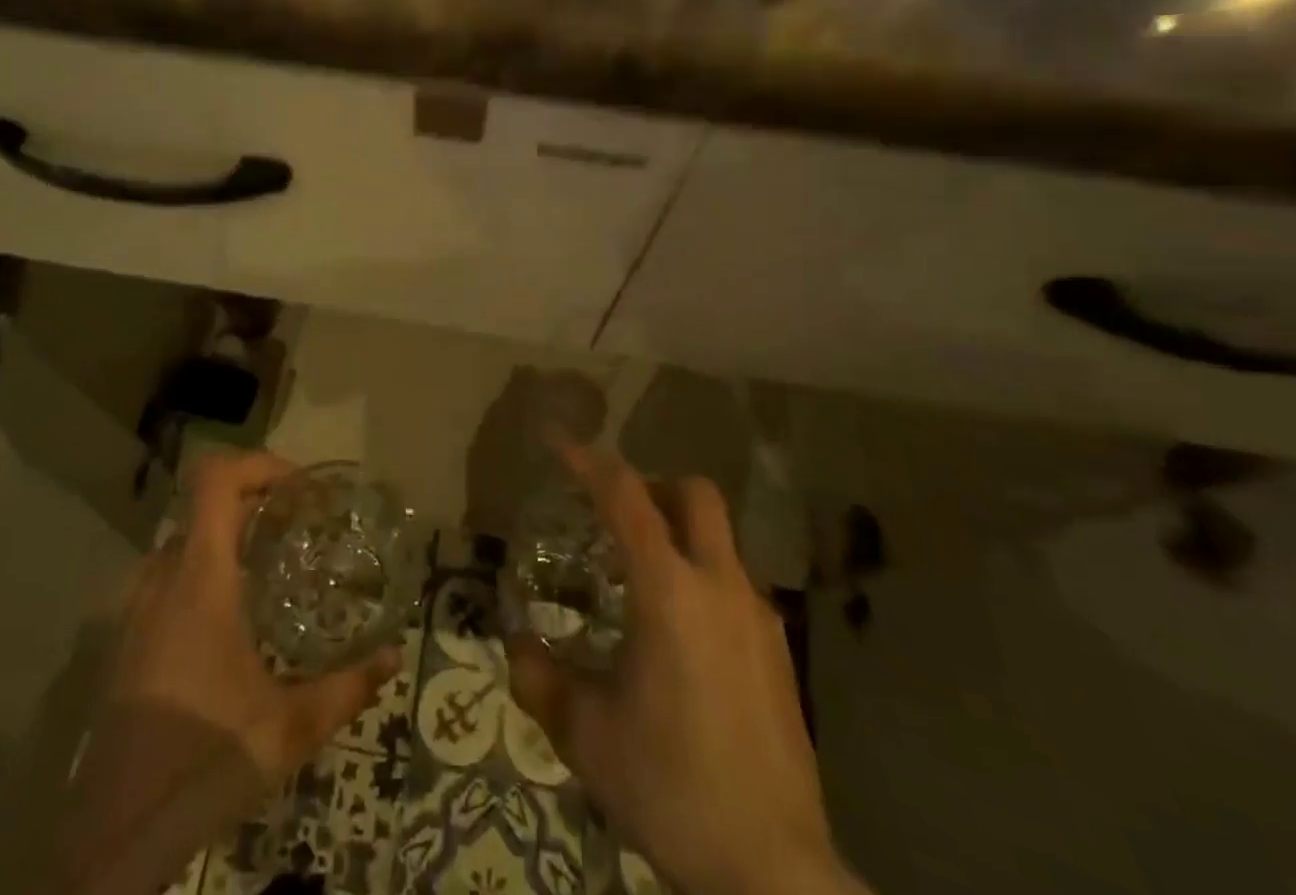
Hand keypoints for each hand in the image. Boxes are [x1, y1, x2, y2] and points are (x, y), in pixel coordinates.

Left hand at [64, 452, 400, 894]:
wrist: (110, 840)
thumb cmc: (203, 762)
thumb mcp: (288, 729)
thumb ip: (347, 688)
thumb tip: (394, 657)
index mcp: (200, 578)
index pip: (215, 478)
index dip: (257, 464)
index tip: (298, 488)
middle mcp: (162, 578)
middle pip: (205, 505)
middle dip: (255, 502)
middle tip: (299, 527)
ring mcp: (135, 608)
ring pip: (185, 541)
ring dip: (227, 537)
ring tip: (270, 568)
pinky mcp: (124, 640)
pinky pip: (167, 577)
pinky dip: (203, 572)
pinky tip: (231, 621)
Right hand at [507, 445, 860, 894]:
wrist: (774, 871)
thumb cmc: (671, 787)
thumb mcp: (587, 736)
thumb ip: (542, 681)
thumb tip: (517, 647)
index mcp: (669, 591)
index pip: (626, 497)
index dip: (589, 461)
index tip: (559, 443)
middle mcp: (720, 586)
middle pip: (695, 495)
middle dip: (652, 484)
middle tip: (613, 511)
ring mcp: (758, 618)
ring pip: (719, 540)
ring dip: (678, 535)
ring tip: (639, 582)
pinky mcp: (778, 653)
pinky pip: (734, 586)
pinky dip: (701, 580)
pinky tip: (680, 637)